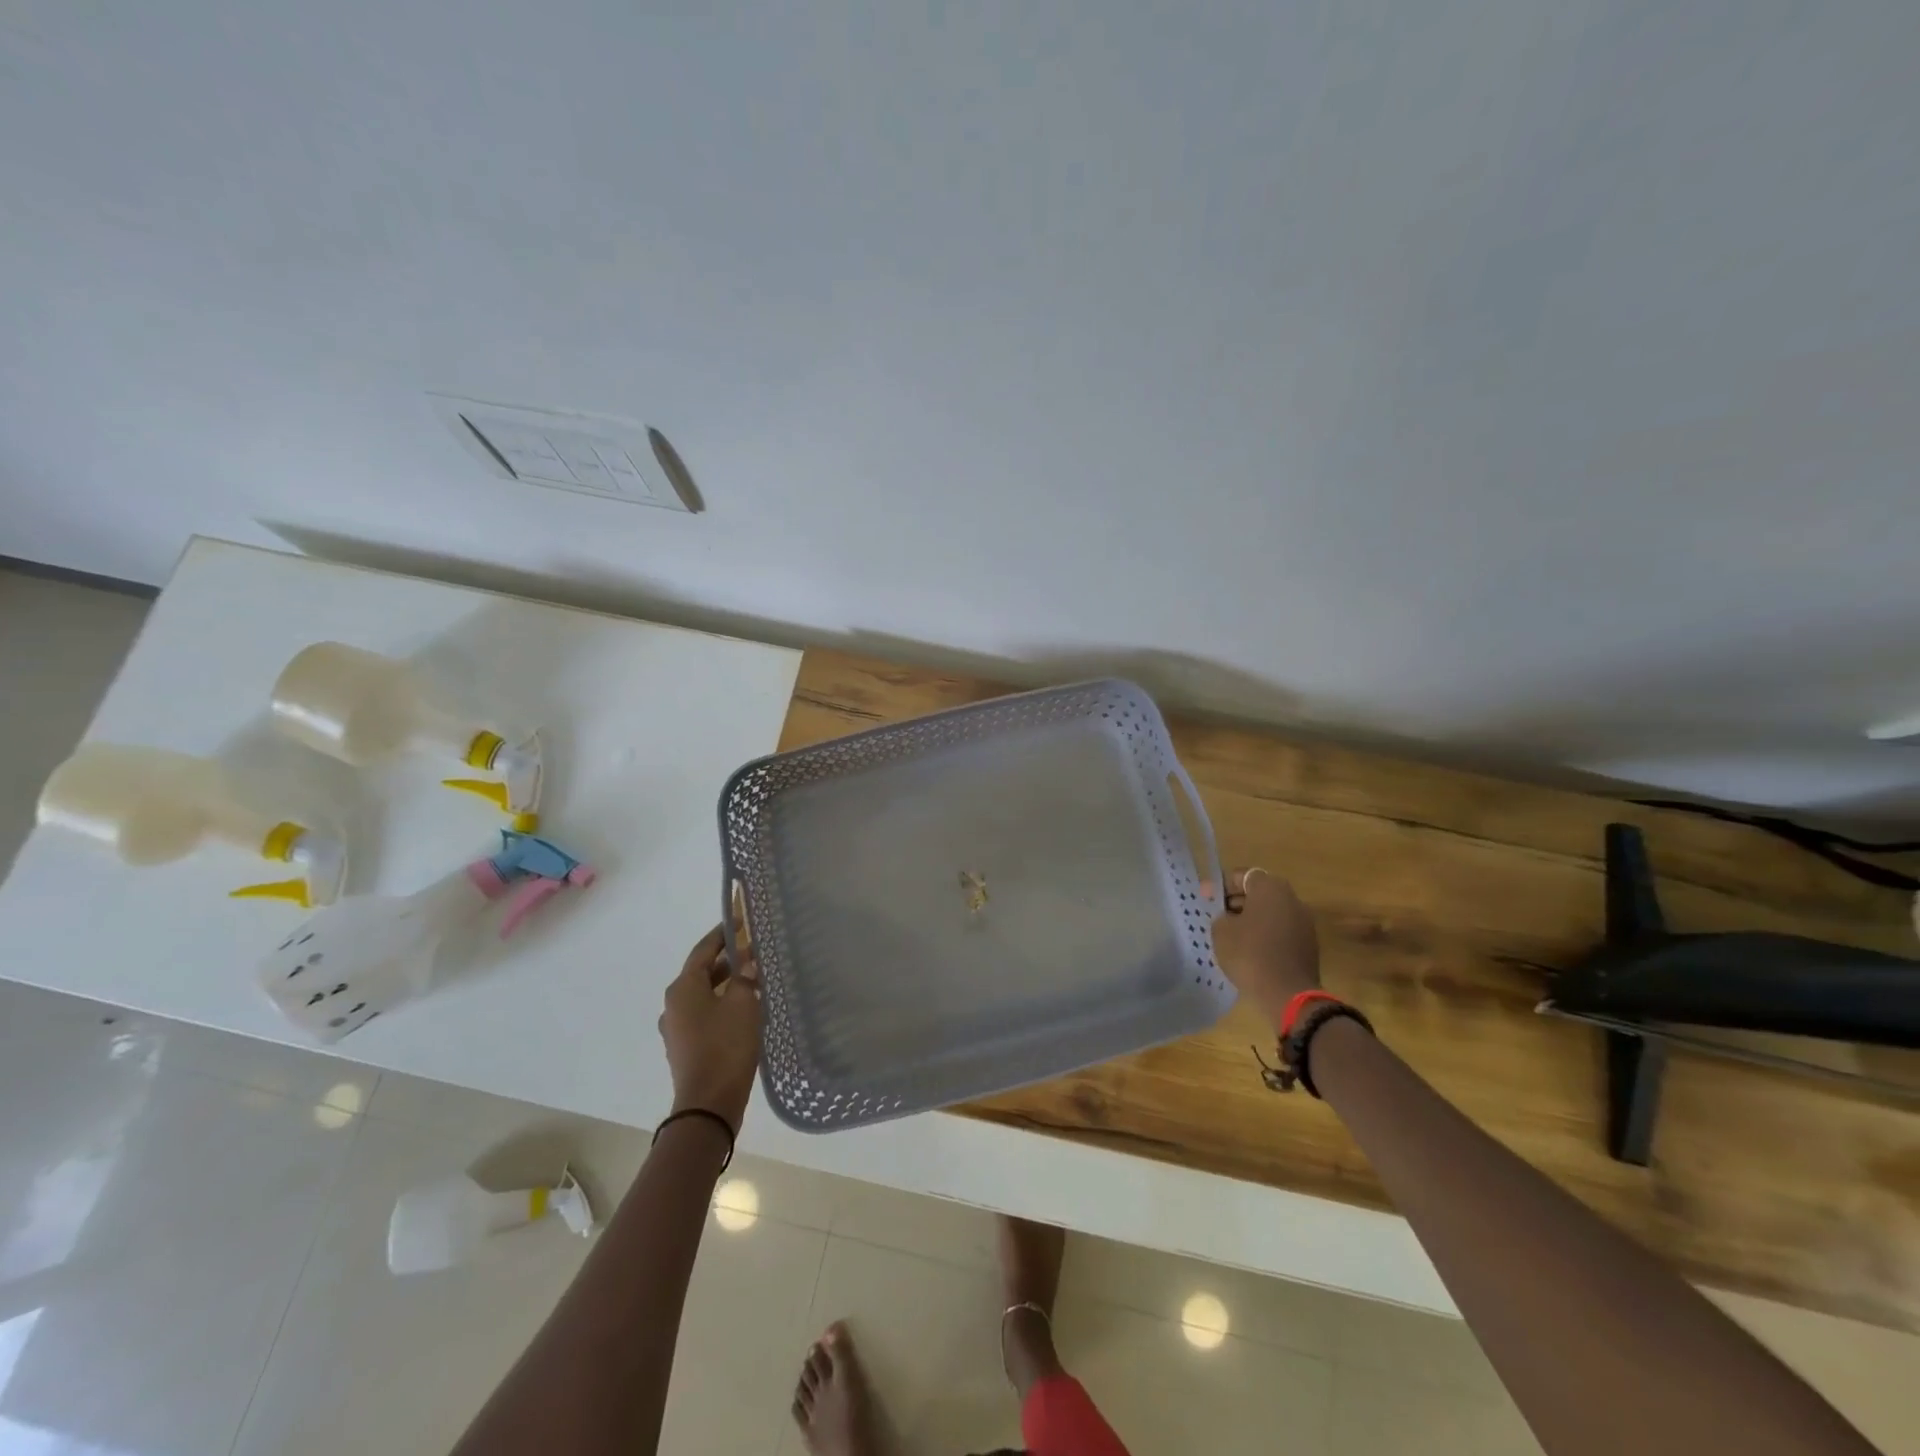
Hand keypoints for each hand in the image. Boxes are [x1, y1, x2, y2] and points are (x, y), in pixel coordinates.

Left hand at [659, 922, 761, 1131]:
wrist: (708, 1105)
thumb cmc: (725, 1046)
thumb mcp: (743, 1004)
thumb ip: (745, 977)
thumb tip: (747, 961)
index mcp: (683, 987)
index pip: (704, 949)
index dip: (723, 933)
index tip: (742, 920)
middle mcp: (673, 1004)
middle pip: (703, 972)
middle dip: (729, 959)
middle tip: (756, 951)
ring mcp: (676, 1028)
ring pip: (705, 995)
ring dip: (727, 984)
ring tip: (756, 979)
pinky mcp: (685, 1047)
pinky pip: (705, 1014)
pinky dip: (723, 1005)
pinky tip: (745, 1009)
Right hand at [1209, 867, 1320, 1026]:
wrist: (1288, 994)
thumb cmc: (1250, 953)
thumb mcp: (1221, 930)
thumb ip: (1222, 916)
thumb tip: (1230, 918)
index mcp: (1271, 888)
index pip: (1242, 875)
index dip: (1220, 885)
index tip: (1206, 898)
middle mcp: (1292, 899)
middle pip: (1259, 893)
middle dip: (1237, 902)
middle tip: (1218, 917)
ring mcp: (1304, 923)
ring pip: (1271, 913)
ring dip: (1252, 920)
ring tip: (1232, 936)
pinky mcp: (1309, 945)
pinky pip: (1280, 931)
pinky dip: (1265, 936)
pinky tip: (1250, 951)